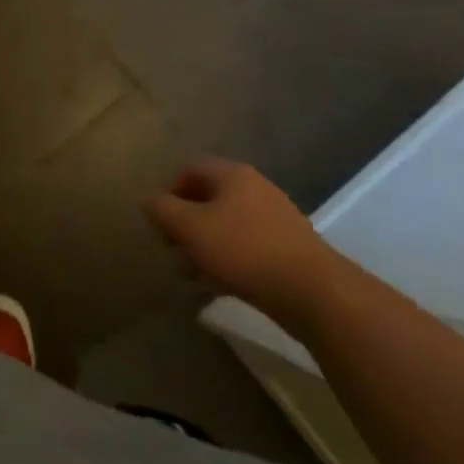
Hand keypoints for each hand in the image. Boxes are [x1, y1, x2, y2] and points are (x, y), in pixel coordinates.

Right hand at [145, 161, 342, 322]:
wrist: (315, 293)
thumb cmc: (244, 250)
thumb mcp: (191, 228)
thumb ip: (163, 210)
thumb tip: (149, 201)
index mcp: (233, 174)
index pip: (190, 170)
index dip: (169, 193)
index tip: (159, 222)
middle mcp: (255, 188)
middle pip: (209, 198)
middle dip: (186, 223)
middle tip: (172, 249)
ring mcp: (276, 219)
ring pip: (227, 225)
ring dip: (205, 244)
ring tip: (192, 272)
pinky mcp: (289, 249)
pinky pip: (247, 246)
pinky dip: (228, 259)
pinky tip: (220, 283)